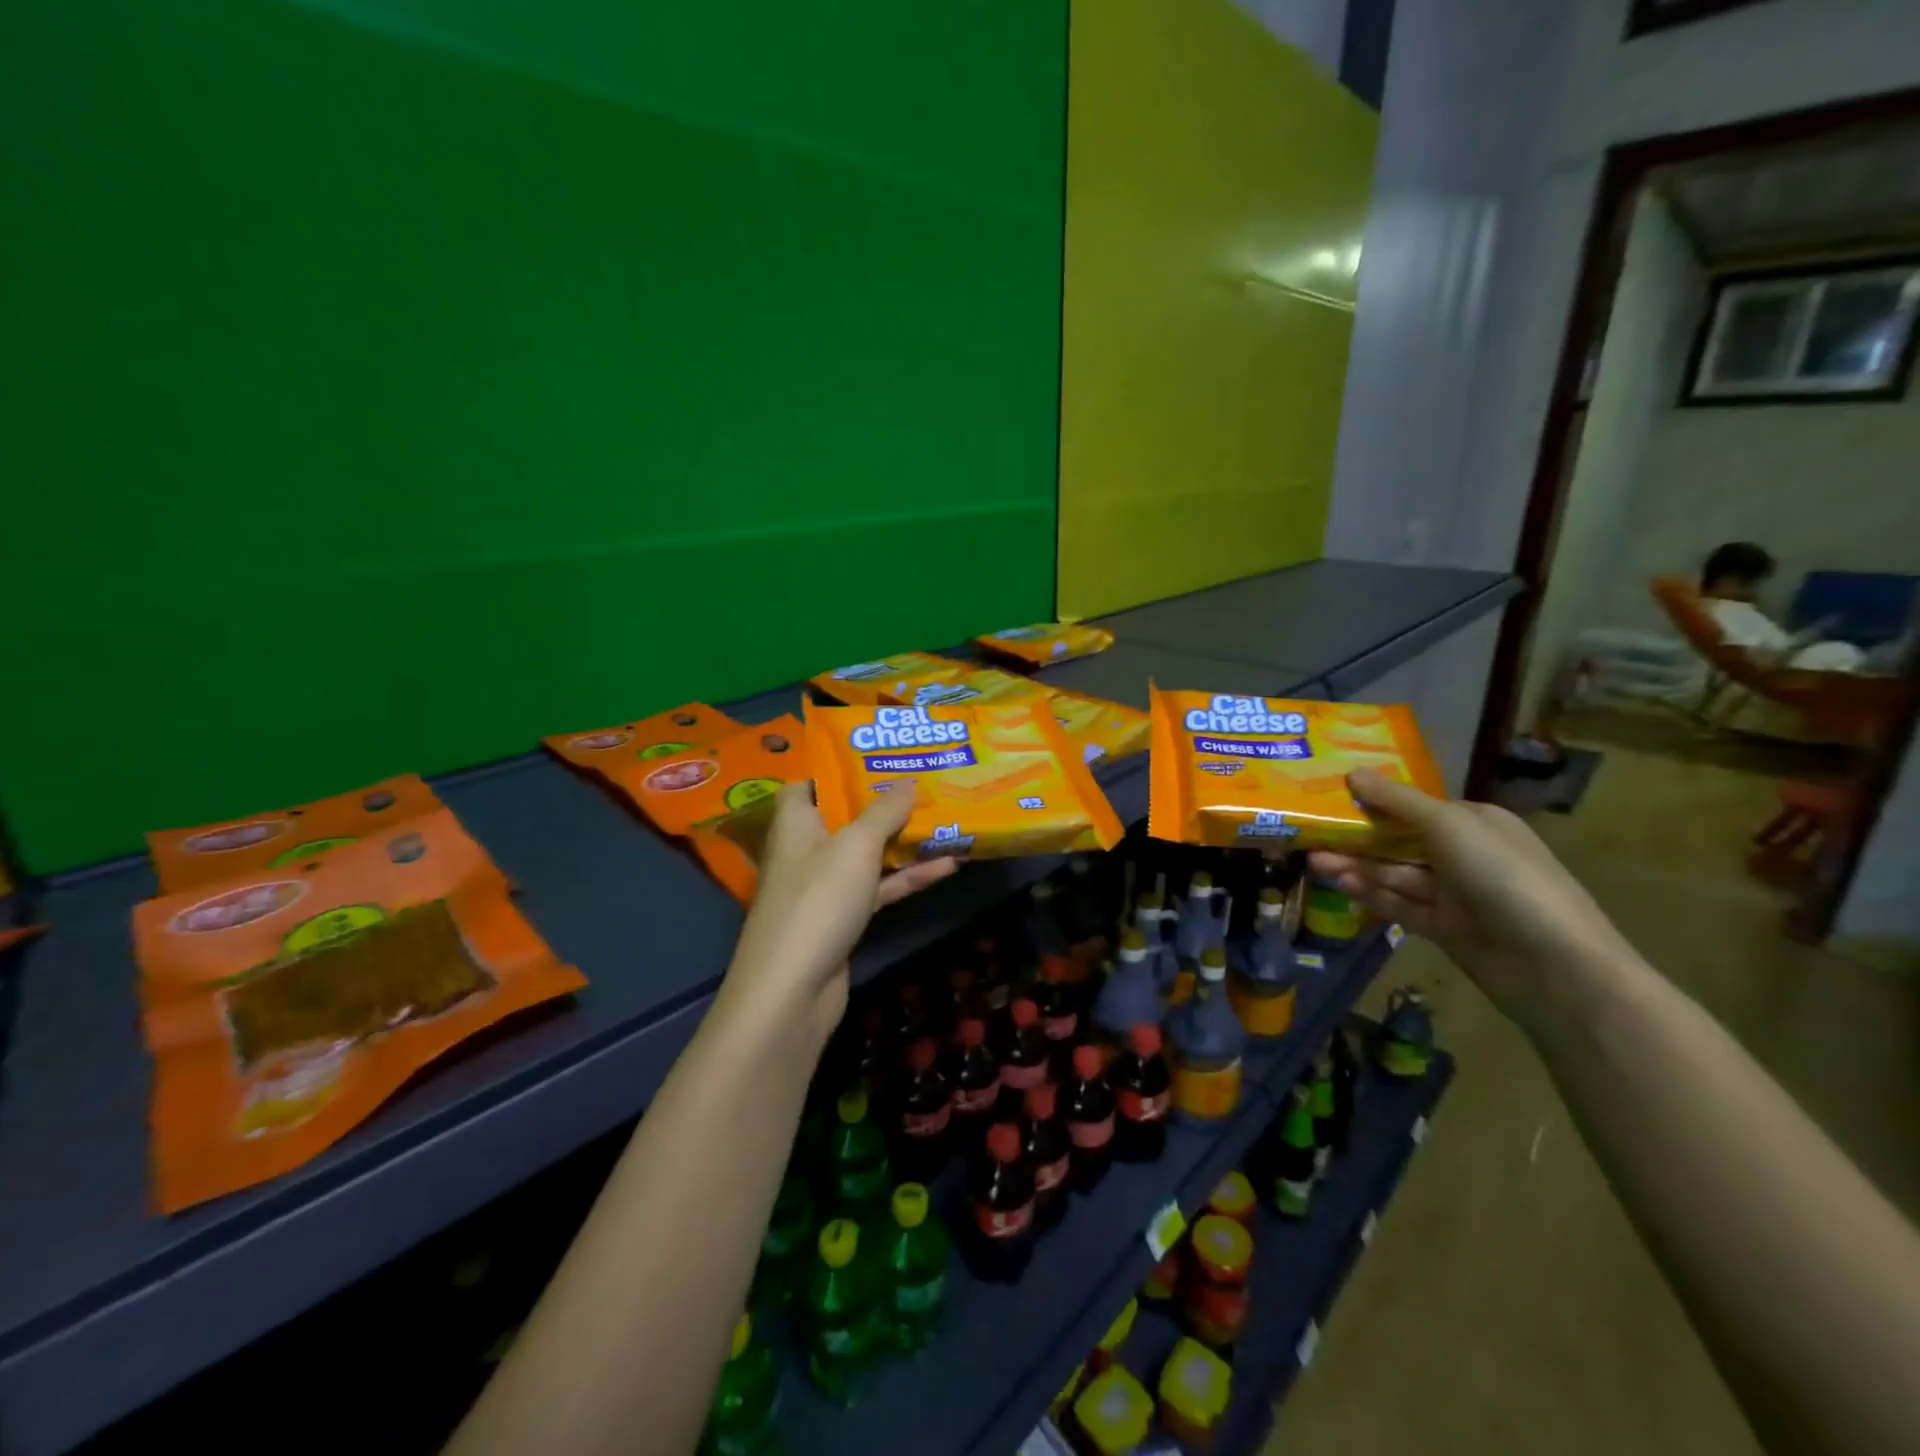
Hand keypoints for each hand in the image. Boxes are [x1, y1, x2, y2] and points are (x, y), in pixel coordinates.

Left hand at [720, 782, 956, 1042]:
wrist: (793, 990)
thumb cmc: (818, 900)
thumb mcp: (856, 846)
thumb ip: (883, 811)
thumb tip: (908, 781)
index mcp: (796, 822)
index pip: (805, 784)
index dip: (835, 769)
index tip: (874, 757)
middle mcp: (806, 850)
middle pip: (844, 817)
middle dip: (882, 801)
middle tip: (923, 780)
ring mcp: (825, 887)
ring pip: (867, 854)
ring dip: (903, 840)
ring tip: (946, 818)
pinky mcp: (843, 918)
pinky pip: (879, 888)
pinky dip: (908, 878)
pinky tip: (948, 866)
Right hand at [1308, 769, 1635, 1030]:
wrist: (1553, 965)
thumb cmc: (1502, 876)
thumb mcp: (1448, 826)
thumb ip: (1397, 801)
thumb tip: (1352, 772)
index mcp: (1475, 822)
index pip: (1414, 806)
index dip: (1373, 801)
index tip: (1330, 796)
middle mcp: (1465, 854)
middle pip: (1399, 840)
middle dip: (1357, 836)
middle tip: (1310, 833)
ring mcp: (1455, 894)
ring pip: (1395, 873)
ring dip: (1357, 866)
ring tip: (1313, 862)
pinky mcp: (1444, 928)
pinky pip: (1399, 904)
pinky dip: (1371, 894)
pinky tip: (1340, 884)